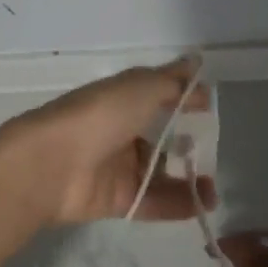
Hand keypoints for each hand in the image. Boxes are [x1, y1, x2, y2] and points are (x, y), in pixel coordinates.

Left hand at [0, 57, 217, 229]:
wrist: (52, 164)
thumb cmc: (100, 115)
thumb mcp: (141, 88)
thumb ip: (172, 81)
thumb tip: (196, 62)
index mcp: (122, 98)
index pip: (158, 94)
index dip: (183, 98)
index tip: (210, 105)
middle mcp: (120, 130)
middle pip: (160, 137)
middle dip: (188, 143)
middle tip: (215, 150)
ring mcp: (118, 166)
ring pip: (160, 173)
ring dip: (189, 179)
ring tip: (215, 187)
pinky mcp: (117, 199)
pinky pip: (153, 201)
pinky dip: (179, 204)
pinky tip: (205, 204)